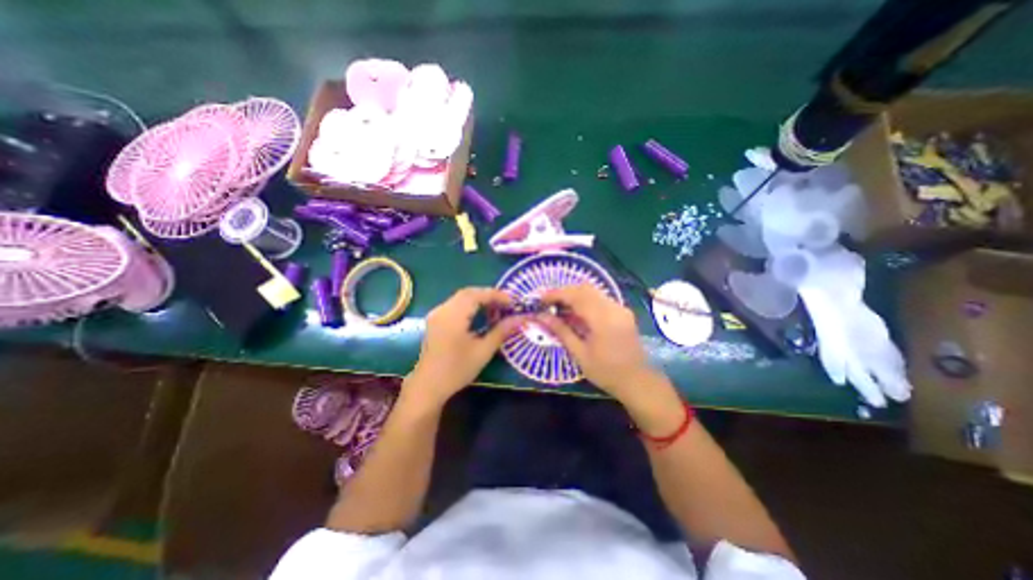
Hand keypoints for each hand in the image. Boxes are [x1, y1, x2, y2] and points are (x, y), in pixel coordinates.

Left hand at [409, 287, 525, 406]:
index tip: (513, 302)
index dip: (496, 295)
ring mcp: (437, 314)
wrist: (428, 386)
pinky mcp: (436, 320)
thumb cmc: (457, 370)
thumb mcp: (483, 351)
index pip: (476, 295)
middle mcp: (442, 310)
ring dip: (480, 300)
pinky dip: (470, 305)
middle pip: (468, 293)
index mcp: (453, 316)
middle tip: (506, 305)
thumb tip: (521, 318)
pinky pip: (455, 305)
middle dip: (489, 295)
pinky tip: (480, 316)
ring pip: (461, 298)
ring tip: (496, 310)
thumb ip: (502, 331)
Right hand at [537, 284, 673, 410]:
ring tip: (559, 307)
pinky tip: (576, 313)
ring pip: (593, 291)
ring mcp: (620, 308)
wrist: (638, 381)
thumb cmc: (606, 372)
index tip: (540, 299)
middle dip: (564, 292)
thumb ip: (561, 331)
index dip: (556, 294)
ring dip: (574, 295)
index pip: (575, 296)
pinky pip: (600, 299)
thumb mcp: (579, 353)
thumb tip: (541, 316)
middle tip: (548, 303)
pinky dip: (585, 301)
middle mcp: (613, 307)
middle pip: (584, 288)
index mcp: (602, 318)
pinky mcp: (623, 311)